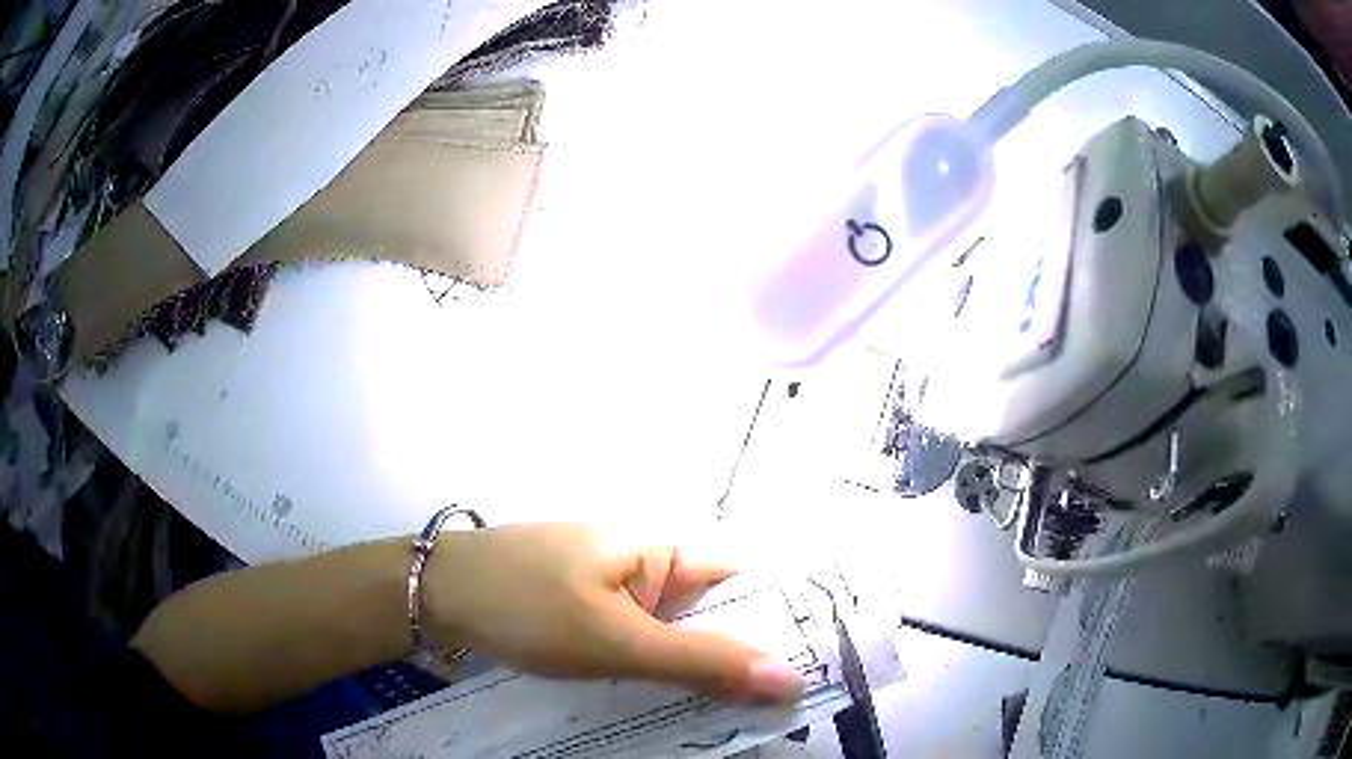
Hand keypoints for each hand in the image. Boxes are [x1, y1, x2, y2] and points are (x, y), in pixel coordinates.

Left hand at [422, 523, 804, 701]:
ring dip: (697, 672)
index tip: (809, 677)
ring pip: (675, 635)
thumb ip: (702, 662)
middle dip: (738, 661)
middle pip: (712, 614)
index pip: (745, 584)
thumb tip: (792, 677)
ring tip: (734, 720)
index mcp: (663, 548)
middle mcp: (647, 563)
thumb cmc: (526, 606)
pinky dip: (656, 672)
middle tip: (773, 714)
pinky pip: (639, 643)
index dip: (780, 625)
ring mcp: (614, 589)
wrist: (431, 595)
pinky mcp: (588, 612)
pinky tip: (671, 706)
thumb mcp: (617, 640)